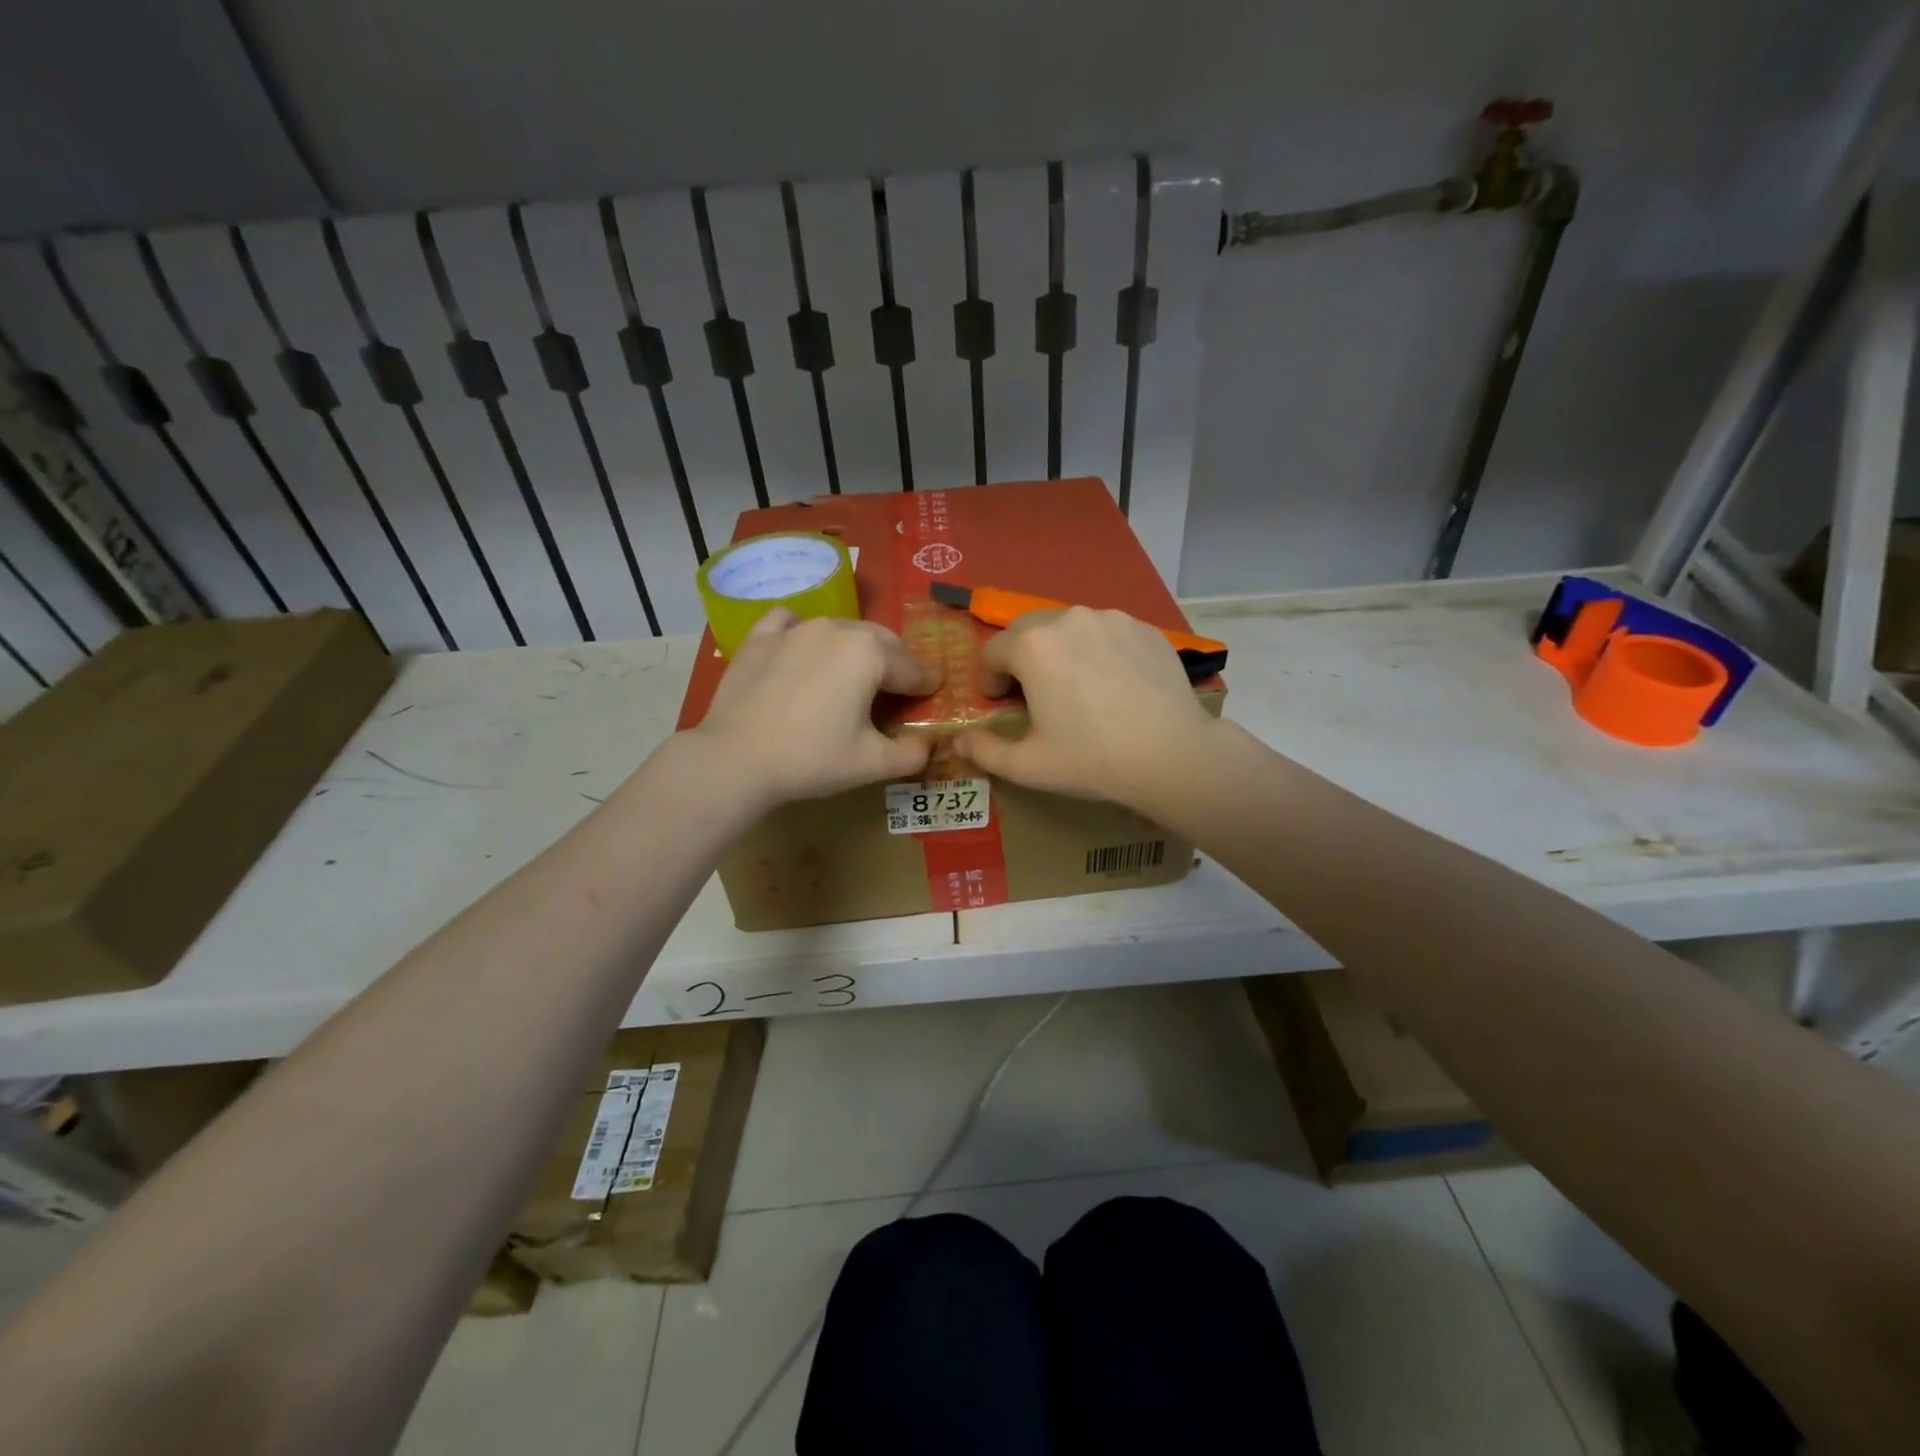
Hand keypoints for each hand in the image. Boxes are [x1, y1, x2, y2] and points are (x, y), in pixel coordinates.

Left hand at [688, 609, 941, 806]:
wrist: (736, 758)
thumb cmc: (812, 758)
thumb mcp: (873, 763)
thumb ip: (912, 754)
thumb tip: (928, 745)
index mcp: (871, 654)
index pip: (912, 668)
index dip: (927, 683)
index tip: (935, 691)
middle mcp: (837, 629)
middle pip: (881, 641)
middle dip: (897, 661)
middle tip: (901, 686)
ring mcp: (795, 628)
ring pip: (841, 629)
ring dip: (857, 648)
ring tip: (856, 672)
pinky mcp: (760, 637)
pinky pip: (792, 622)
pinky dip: (805, 632)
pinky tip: (803, 648)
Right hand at [955, 607, 1217, 804]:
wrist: (1172, 754)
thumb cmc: (1091, 759)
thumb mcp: (1028, 765)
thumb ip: (985, 751)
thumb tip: (959, 741)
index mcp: (1032, 646)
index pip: (993, 652)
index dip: (990, 680)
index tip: (1000, 703)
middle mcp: (1068, 619)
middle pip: (1027, 630)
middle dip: (1021, 657)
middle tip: (1032, 692)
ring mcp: (1112, 619)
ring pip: (1069, 627)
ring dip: (1060, 651)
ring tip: (1075, 686)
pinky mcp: (1145, 628)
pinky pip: (1107, 633)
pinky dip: (1098, 651)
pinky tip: (1113, 684)